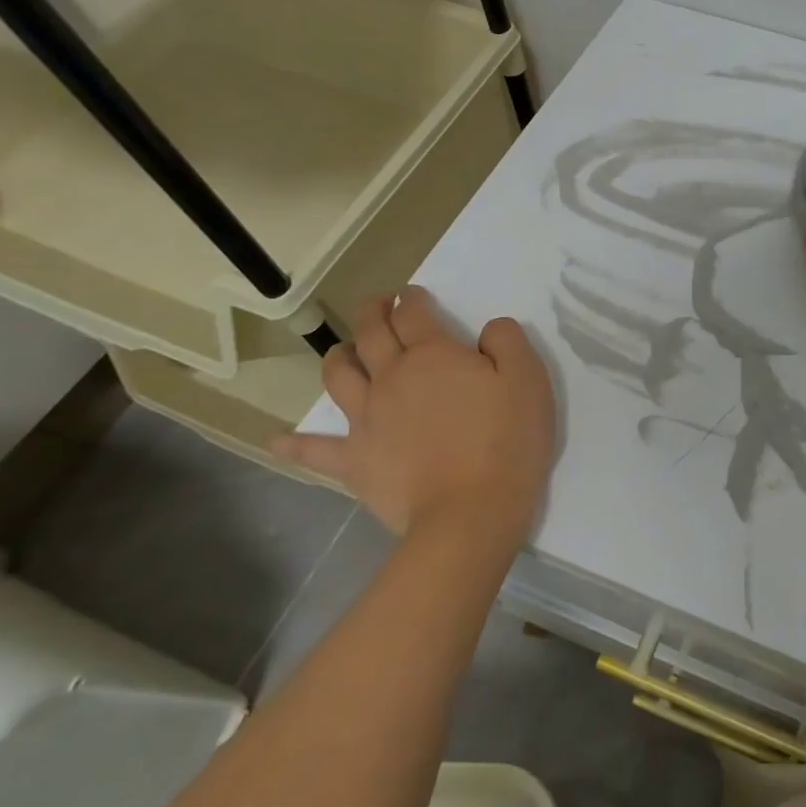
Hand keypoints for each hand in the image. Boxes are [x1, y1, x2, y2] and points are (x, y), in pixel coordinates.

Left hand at [273, 287, 556, 555]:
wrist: (470, 512)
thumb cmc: (507, 441)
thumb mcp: (528, 379)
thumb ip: (507, 341)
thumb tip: (488, 328)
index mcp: (433, 355)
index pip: (414, 313)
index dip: (412, 298)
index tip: (414, 294)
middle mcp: (391, 377)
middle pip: (371, 333)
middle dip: (373, 312)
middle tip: (379, 305)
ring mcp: (366, 419)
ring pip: (339, 375)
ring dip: (338, 356)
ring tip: (344, 351)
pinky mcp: (354, 461)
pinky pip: (314, 449)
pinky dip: (294, 443)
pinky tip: (277, 440)